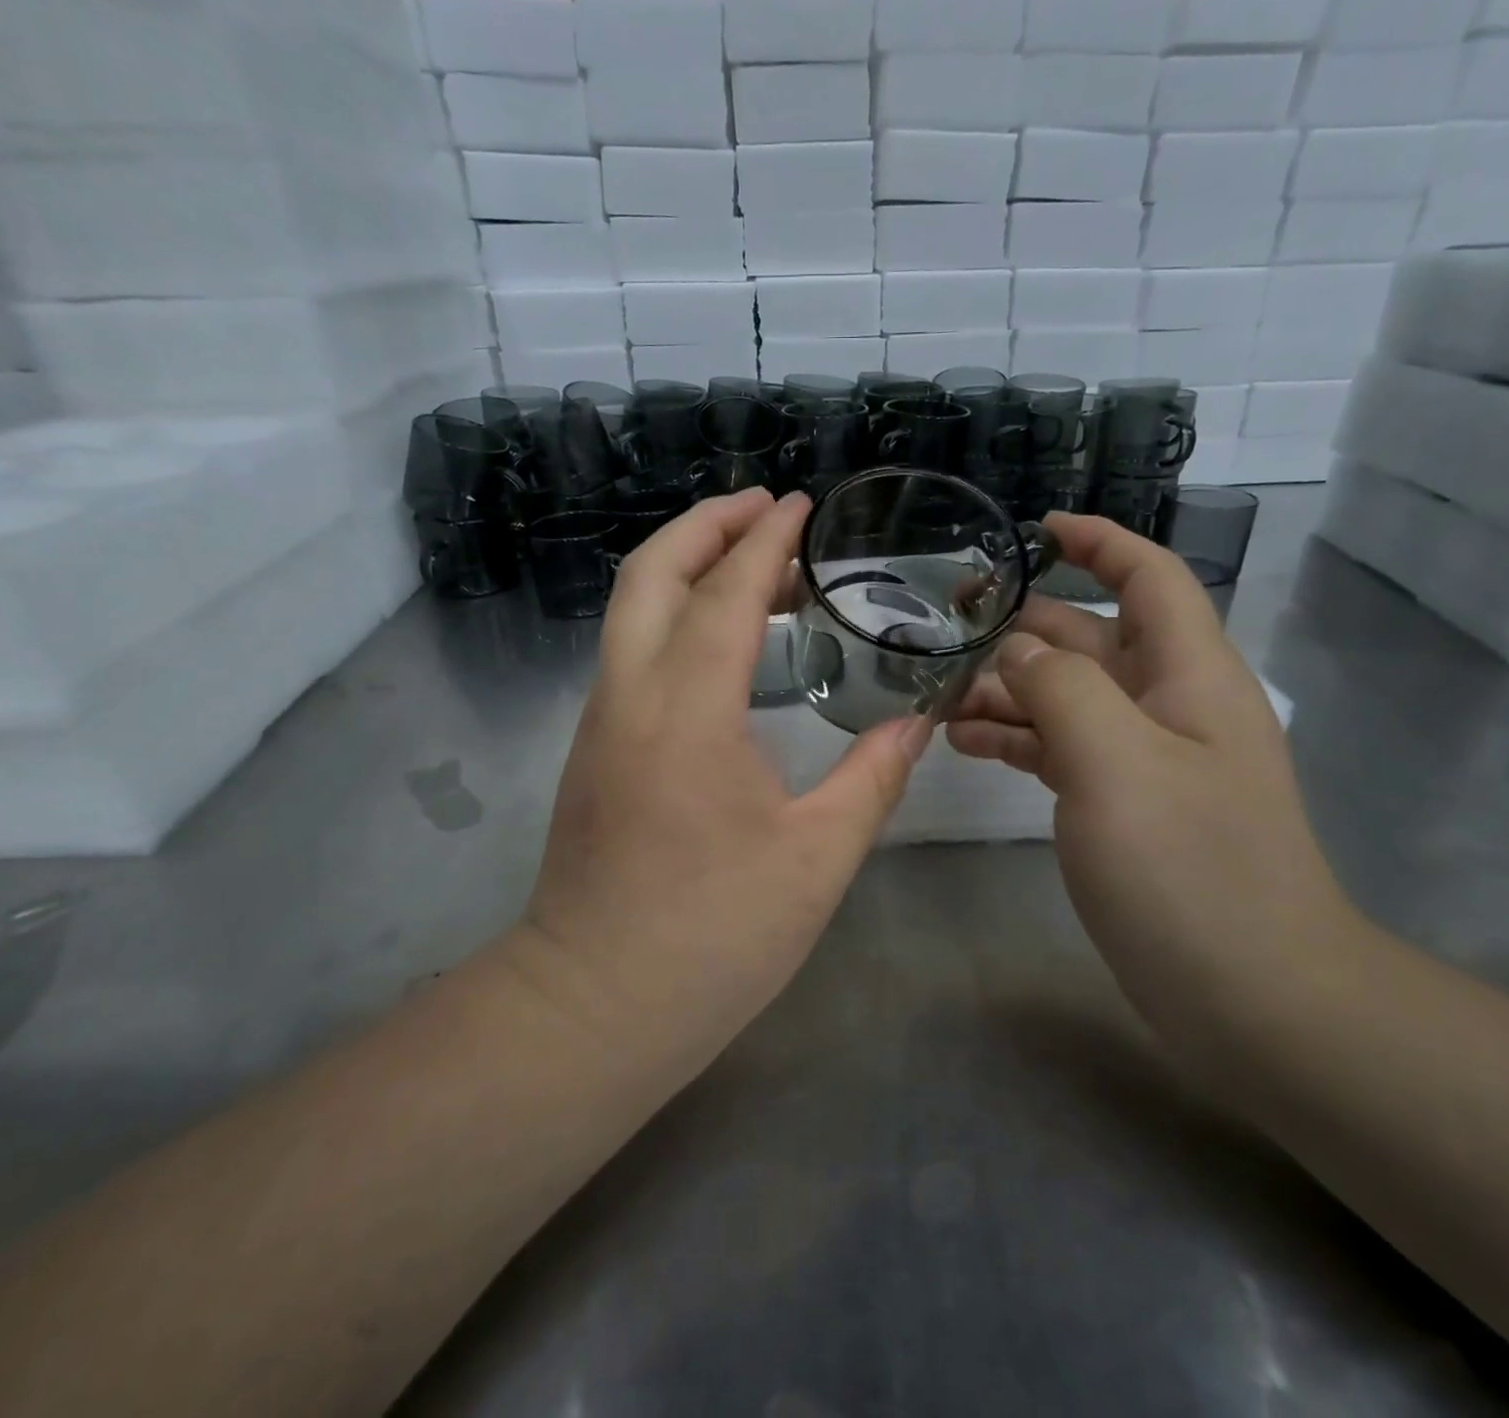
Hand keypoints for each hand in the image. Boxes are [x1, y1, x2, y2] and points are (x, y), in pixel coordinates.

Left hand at [521, 489, 931, 1026]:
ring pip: (631, 609)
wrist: (593, 1005)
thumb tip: (915, 723)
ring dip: (688, 568)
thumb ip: (873, 779)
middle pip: (651, 573)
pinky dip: (673, 615)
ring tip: (754, 564)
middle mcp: (629, 697)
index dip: (765, 539)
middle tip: (767, 509)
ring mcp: (600, 721)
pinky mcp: (593, 749)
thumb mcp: (817, 860)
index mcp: (687, 713)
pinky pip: (630, 650)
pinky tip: (721, 641)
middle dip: (706, 524)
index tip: (801, 504)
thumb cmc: (711, 936)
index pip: (725, 592)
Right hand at [946, 514, 1355, 1044]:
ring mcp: (1144, 759)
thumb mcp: (1116, 760)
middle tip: (947, 623)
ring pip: (1067, 697)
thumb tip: (1019, 648)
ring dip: (1008, 689)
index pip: (1148, 578)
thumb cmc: (1189, 867)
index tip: (1037, 529)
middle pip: (1091, 639)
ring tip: (940, 699)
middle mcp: (1168, 705)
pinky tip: (967, 744)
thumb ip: (1061, 687)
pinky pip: (1062, 748)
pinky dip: (1017, 738)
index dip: (1099, 541)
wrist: (1251, 993)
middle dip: (1024, 624)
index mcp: (1187, 675)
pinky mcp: (1122, 804)